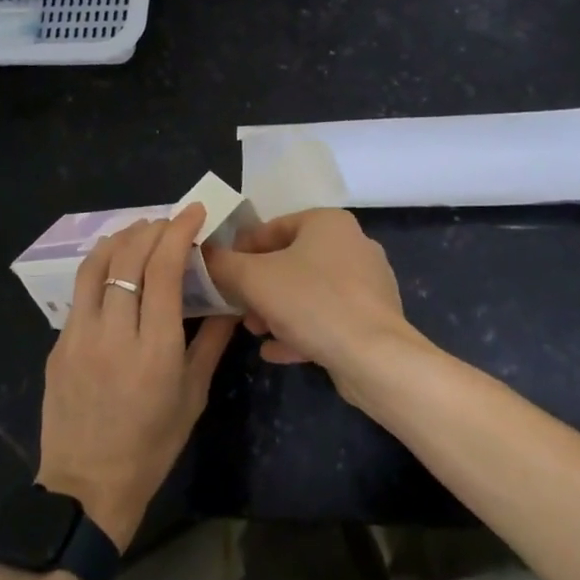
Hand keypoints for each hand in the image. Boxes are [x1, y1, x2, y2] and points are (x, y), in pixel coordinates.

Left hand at [36, 205, 235, 550]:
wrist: (87, 487)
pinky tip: (116, 269)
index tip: (195, 212)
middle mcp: (112, 334)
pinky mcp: (58, 344)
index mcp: (153, 349)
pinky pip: (81, 291)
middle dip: (152, 228)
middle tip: (171, 222)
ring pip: (95, 266)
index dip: (179, 232)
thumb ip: (211, 341)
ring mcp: (78, 337)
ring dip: (121, 239)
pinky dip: (102, 267)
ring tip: (141, 232)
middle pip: (128, 258)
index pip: (163, 270)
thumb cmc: (151, 446)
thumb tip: (231, 300)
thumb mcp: (193, 396)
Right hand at [202, 208, 423, 394]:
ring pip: (309, 291)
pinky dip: (301, 330)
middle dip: (259, 286)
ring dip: (277, 310)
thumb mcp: (254, 279)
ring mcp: (366, 283)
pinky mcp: (372, 318)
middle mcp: (352, 245)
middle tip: (238, 308)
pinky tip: (276, 351)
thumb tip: (204, 254)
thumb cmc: (311, 302)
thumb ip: (223, 264)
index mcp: (328, 223)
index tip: (222, 274)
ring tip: (255, 331)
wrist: (374, 357)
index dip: (241, 250)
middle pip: (291, 260)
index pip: (273, 227)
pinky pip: (328, 317)